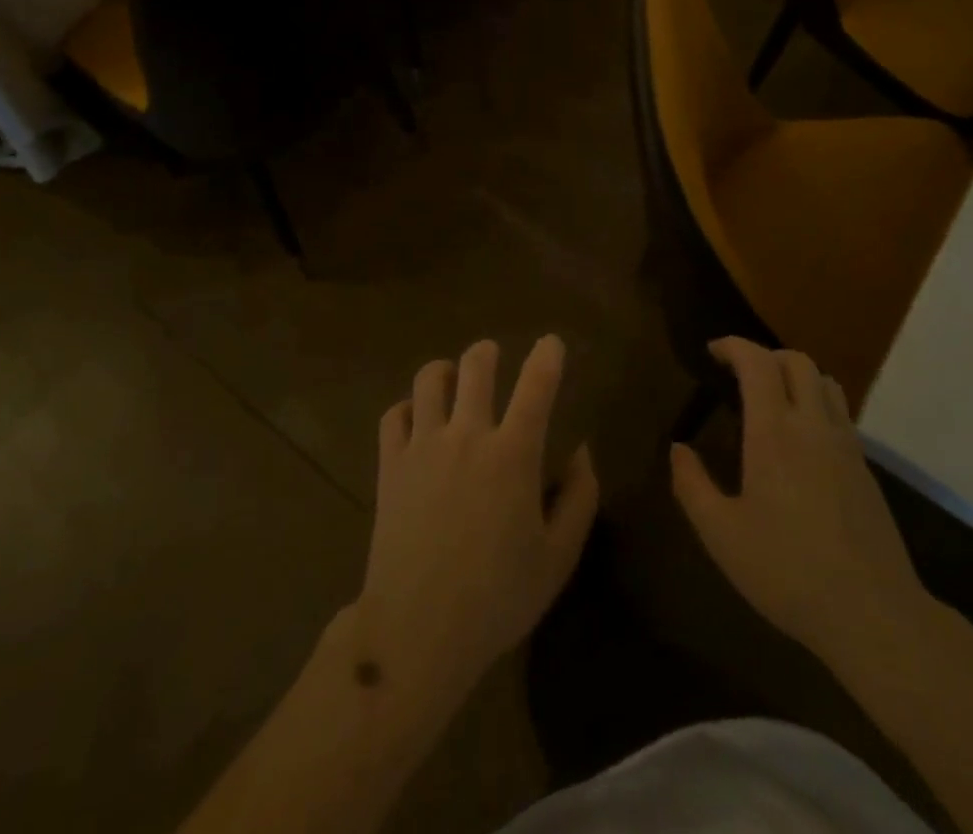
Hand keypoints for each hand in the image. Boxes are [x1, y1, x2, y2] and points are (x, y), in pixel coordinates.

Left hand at [350, 336, 597, 711]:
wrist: (417, 630)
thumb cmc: (497, 597)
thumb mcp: (557, 557)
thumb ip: (579, 498)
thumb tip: (582, 451)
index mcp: (513, 454)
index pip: (536, 386)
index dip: (547, 356)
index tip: (552, 342)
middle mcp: (467, 435)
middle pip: (475, 366)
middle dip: (488, 353)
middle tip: (493, 358)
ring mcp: (423, 445)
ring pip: (430, 379)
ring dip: (445, 371)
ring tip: (452, 380)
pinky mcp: (390, 464)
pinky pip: (394, 414)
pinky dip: (407, 408)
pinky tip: (416, 420)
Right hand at [670, 338, 932, 670]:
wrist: (874, 615)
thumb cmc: (788, 571)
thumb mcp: (721, 535)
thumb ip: (692, 485)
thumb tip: (678, 449)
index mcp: (774, 432)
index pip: (757, 362)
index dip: (733, 346)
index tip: (712, 352)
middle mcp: (813, 425)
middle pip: (796, 361)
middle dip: (764, 356)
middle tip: (738, 375)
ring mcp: (846, 445)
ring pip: (825, 382)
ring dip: (795, 375)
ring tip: (771, 399)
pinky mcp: (866, 469)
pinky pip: (840, 413)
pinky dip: (815, 403)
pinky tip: (800, 441)